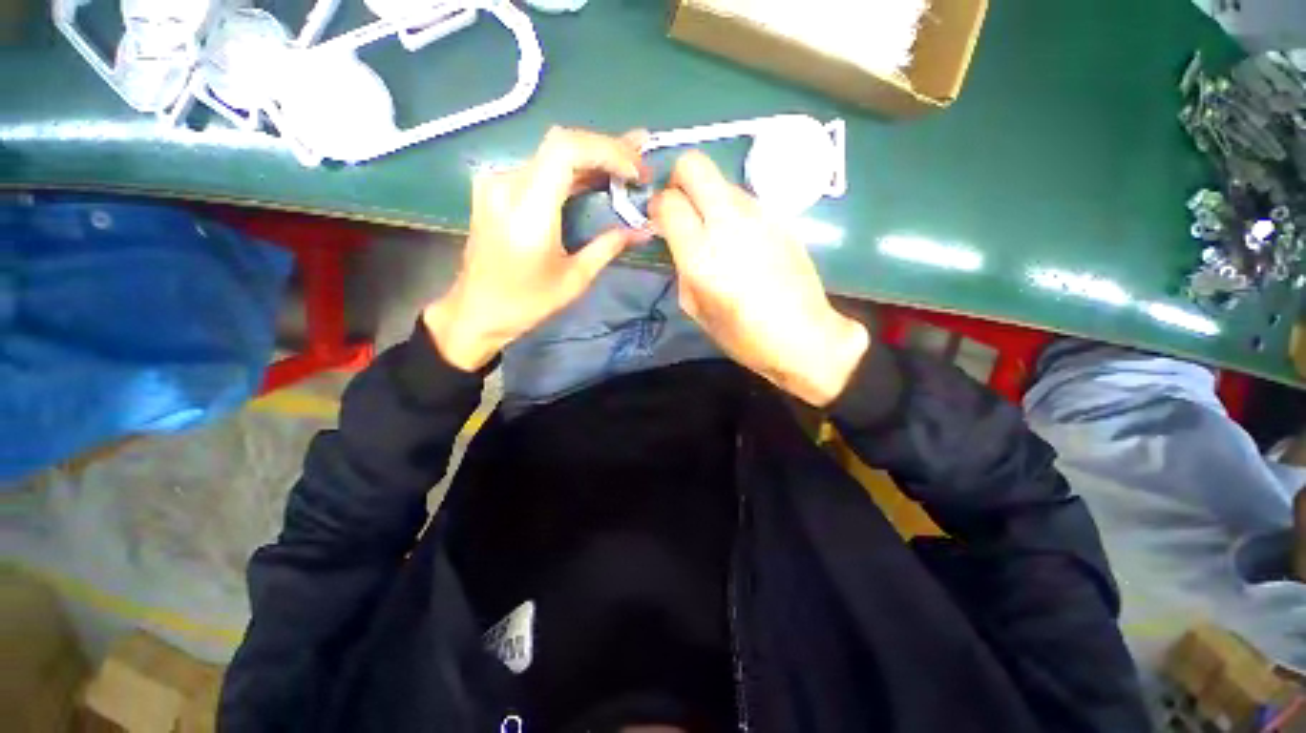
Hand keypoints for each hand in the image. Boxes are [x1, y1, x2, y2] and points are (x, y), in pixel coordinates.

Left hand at [423, 128, 650, 370]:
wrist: (477, 310)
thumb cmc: (527, 302)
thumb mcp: (574, 279)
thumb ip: (608, 247)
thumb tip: (643, 230)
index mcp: (527, 210)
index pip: (566, 150)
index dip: (607, 150)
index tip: (636, 172)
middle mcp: (507, 184)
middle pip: (562, 144)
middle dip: (607, 150)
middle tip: (641, 162)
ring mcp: (497, 182)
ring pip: (552, 153)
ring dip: (592, 158)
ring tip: (628, 165)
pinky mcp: (496, 187)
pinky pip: (541, 167)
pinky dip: (573, 171)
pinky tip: (595, 178)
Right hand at [650, 151, 868, 406]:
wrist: (804, 336)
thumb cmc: (743, 336)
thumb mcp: (696, 310)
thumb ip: (681, 269)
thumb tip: (678, 243)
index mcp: (701, 255)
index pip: (668, 201)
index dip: (658, 206)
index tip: (660, 220)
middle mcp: (728, 223)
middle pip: (694, 165)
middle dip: (679, 178)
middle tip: (681, 207)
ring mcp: (759, 215)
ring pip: (721, 180)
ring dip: (708, 197)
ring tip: (713, 229)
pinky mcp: (781, 217)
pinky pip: (746, 199)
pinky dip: (733, 210)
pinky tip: (741, 240)